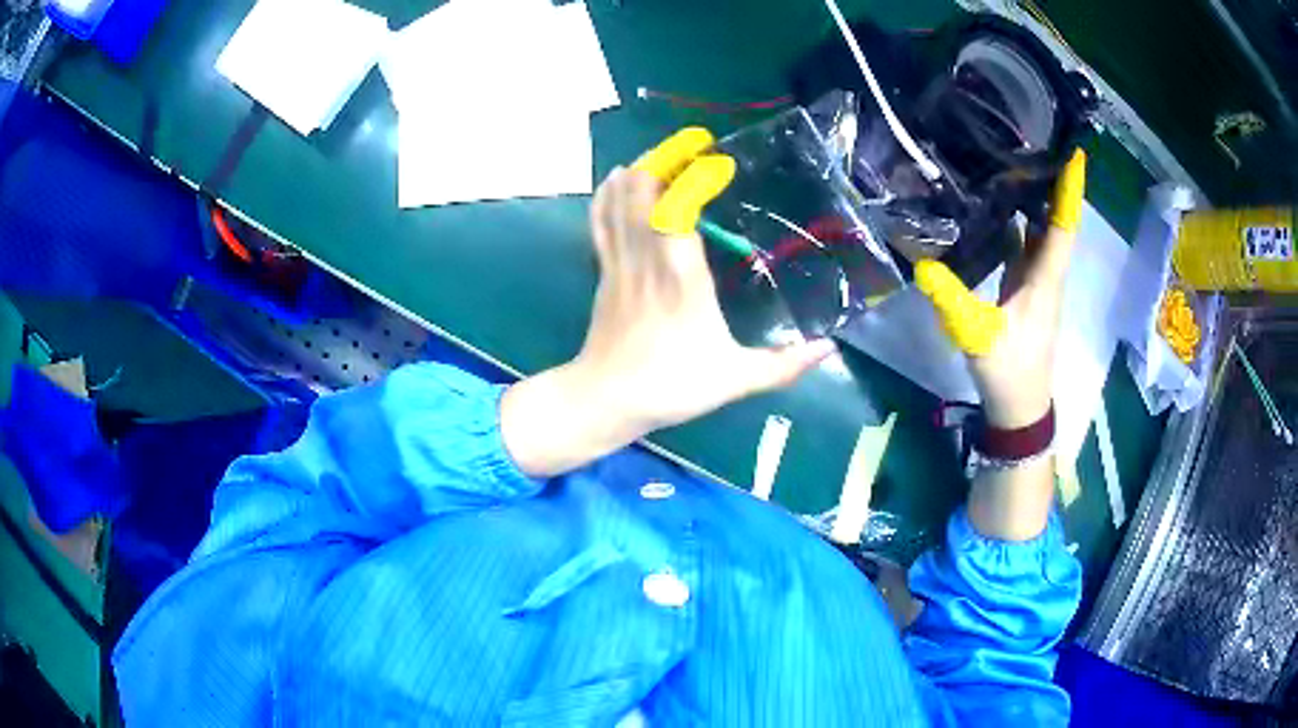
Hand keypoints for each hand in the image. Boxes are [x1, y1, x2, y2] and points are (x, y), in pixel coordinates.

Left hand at [500, 128, 834, 476]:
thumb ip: (784, 365)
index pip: (678, 209)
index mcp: (681, 277)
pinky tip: (620, 175)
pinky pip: (600, 220)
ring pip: (618, 200)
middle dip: (664, 157)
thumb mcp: (735, 380)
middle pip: (642, 191)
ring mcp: (620, 261)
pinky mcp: (604, 269)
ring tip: (665, 152)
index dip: (694, 178)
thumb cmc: (670, 386)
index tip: (719, 160)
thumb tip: (830, 348)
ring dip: (640, 169)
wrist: (605, 400)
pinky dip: (609, 192)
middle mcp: (647, 257)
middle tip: (694, 143)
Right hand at [916, 149, 1086, 427]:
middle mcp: (1046, 274)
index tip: (1074, 152)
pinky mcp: (1024, 289)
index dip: (1070, 190)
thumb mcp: (978, 336)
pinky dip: (1018, 222)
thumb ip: (952, 300)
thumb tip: (920, 262)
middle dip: (1051, 181)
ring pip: (1041, 231)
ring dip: (1035, 199)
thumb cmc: (1009, 373)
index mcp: (1045, 280)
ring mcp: (1037, 282)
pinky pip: (1026, 246)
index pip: (1063, 226)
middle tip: (1035, 139)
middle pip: (1055, 220)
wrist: (1019, 408)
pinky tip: (999, 206)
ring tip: (1016, 160)